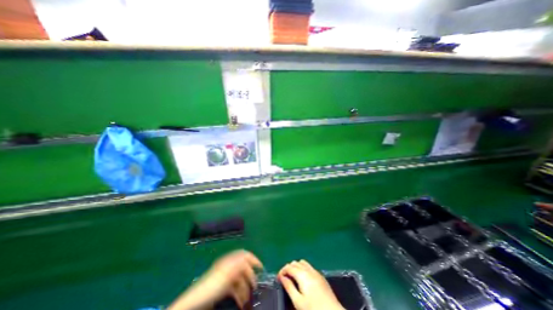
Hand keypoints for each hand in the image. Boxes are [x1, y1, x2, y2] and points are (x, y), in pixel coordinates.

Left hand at [169, 250, 262, 309]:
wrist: (195, 303)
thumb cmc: (212, 286)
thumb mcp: (227, 274)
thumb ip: (239, 264)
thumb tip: (249, 259)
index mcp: (229, 261)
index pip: (244, 255)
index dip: (253, 259)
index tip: (261, 268)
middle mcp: (229, 266)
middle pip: (243, 268)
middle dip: (250, 277)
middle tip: (256, 286)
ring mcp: (226, 277)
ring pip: (240, 280)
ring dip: (245, 288)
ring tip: (248, 298)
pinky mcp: (223, 287)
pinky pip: (235, 288)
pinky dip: (239, 294)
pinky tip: (242, 302)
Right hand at [279, 259, 344, 309]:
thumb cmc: (313, 309)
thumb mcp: (298, 301)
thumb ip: (289, 287)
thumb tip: (282, 277)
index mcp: (302, 274)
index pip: (289, 267)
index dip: (282, 271)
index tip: (278, 278)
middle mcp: (308, 269)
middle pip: (295, 263)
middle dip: (288, 268)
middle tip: (284, 279)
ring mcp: (315, 271)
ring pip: (302, 263)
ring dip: (296, 267)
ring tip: (293, 278)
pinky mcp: (320, 275)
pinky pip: (309, 266)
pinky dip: (303, 268)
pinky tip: (303, 278)